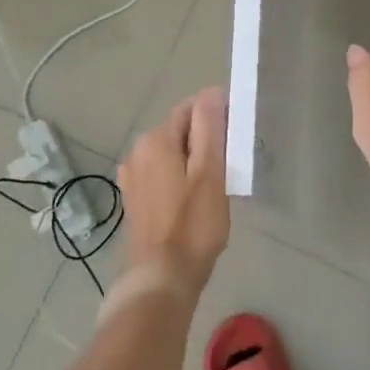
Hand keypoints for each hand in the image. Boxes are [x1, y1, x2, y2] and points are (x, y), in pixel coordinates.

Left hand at [117, 86, 229, 302]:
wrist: (161, 277)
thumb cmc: (193, 224)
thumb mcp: (210, 171)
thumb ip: (210, 127)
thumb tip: (212, 92)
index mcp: (156, 139)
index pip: (192, 108)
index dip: (218, 119)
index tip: (237, 142)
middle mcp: (137, 150)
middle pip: (180, 130)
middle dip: (205, 140)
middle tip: (230, 167)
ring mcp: (132, 176)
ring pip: (171, 153)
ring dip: (192, 161)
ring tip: (214, 186)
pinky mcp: (134, 198)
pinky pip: (162, 174)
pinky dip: (179, 178)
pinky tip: (192, 201)